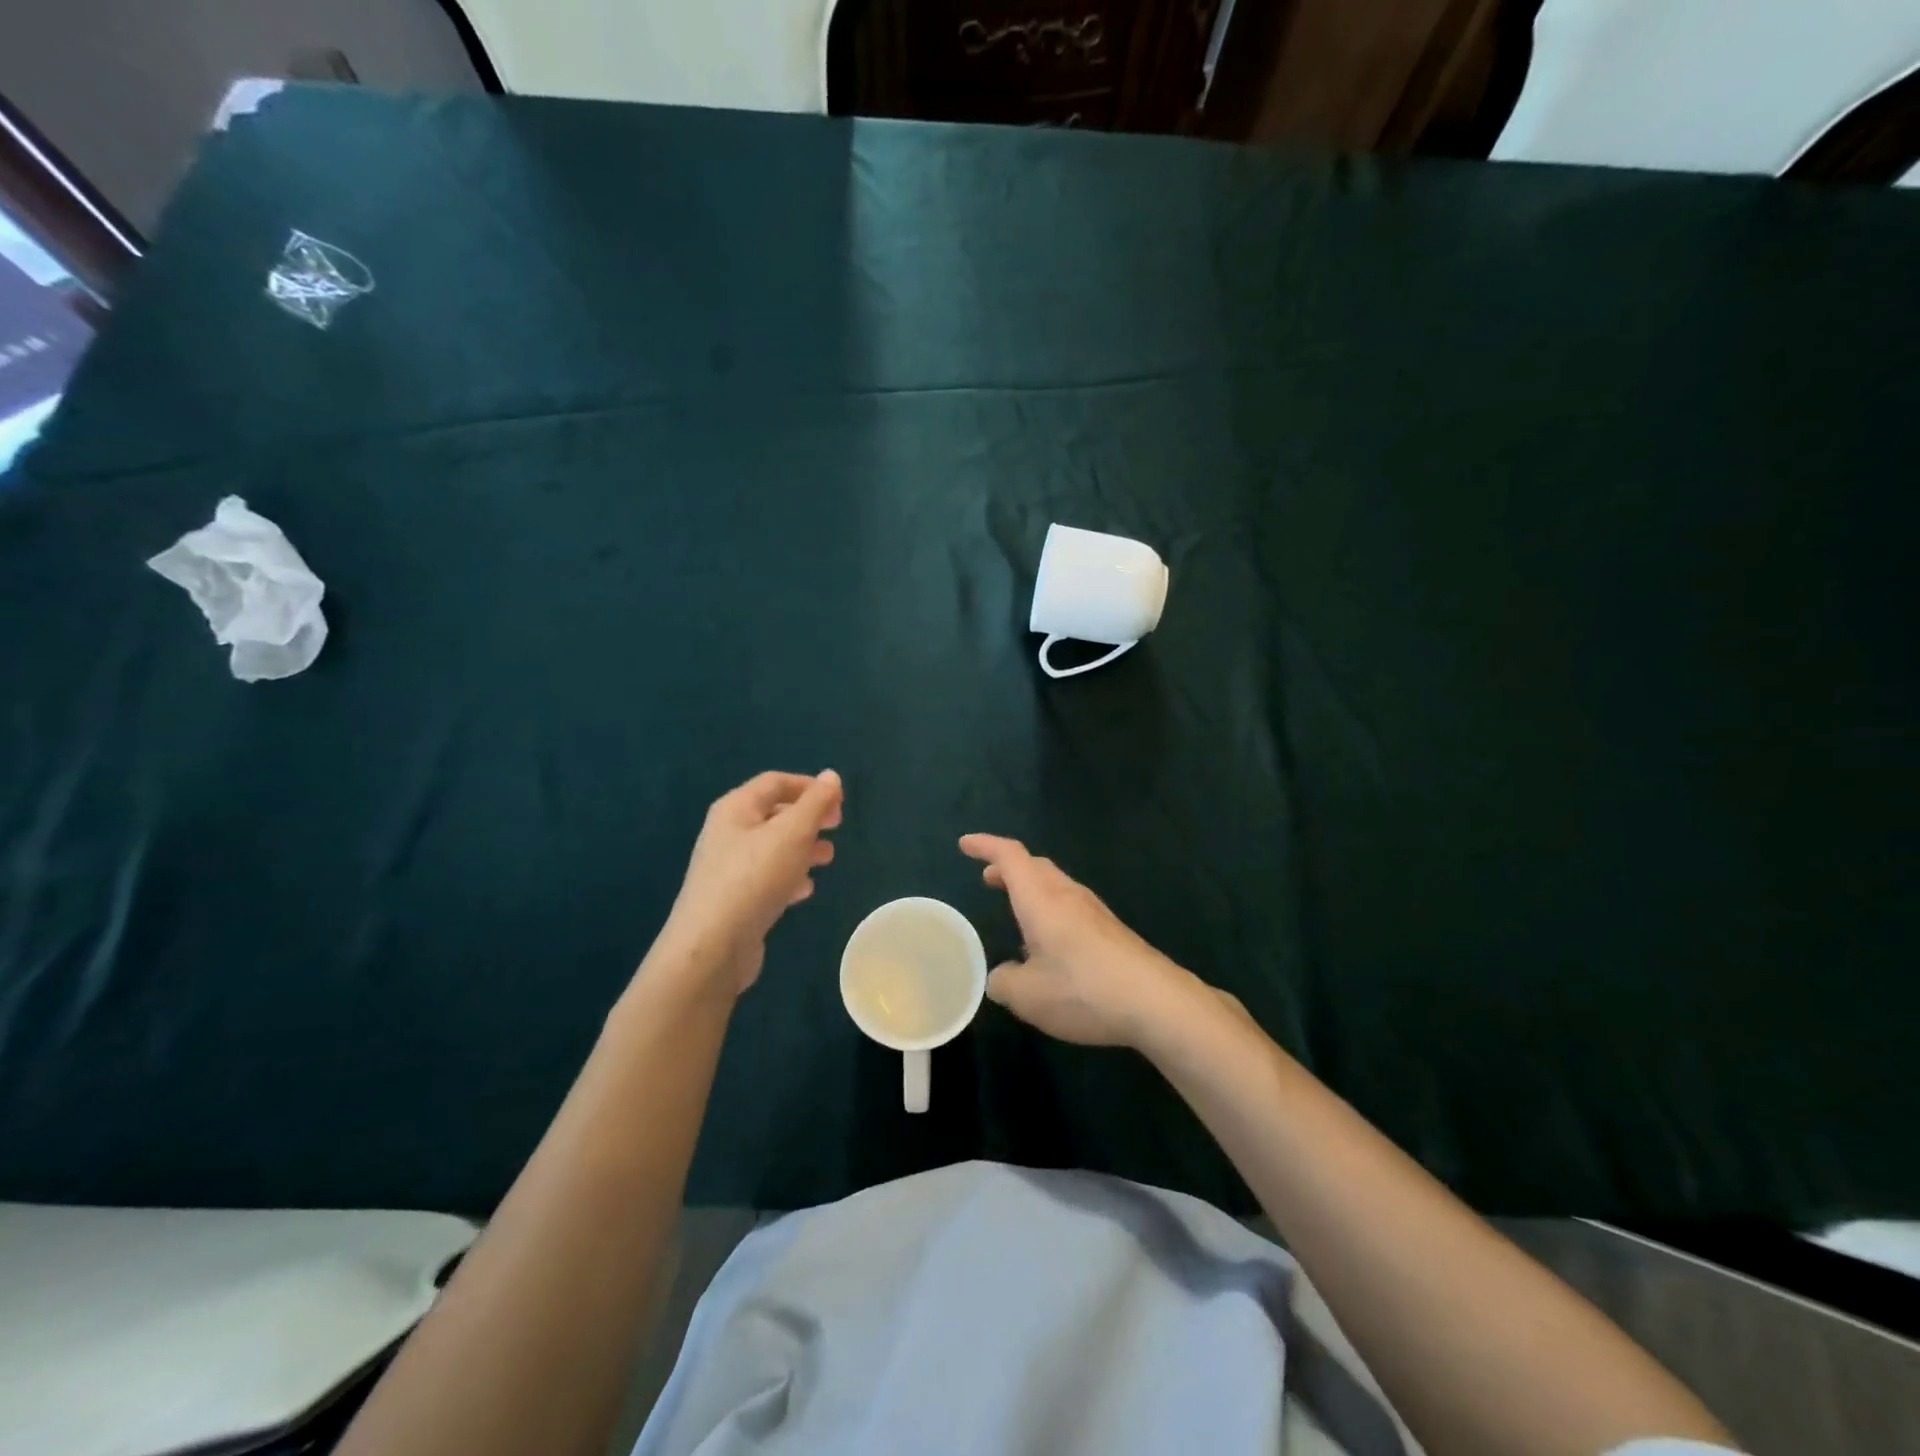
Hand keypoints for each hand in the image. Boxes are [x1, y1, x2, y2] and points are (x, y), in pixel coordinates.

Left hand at [660, 770, 842, 994]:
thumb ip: (815, 803)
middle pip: (774, 814)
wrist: (712, 947)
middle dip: (808, 818)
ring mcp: (728, 869)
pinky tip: (805, 890)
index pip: (775, 782)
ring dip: (803, 848)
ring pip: (773, 848)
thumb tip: (831, 776)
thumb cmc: (754, 878)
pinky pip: (766, 878)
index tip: (839, 801)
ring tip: (828, 859)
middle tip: (837, 827)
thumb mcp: (792, 833)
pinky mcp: (734, 900)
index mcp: (736, 809)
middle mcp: (728, 833)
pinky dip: (789, 877)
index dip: (809, 786)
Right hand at [959, 833, 1194, 1047]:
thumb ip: (1004, 982)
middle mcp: (1067, 895)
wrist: (1155, 1001)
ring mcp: (1094, 911)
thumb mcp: (1027, 995)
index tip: (965, 844)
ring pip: (1056, 885)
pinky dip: (1051, 910)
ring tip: (1016, 909)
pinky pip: (1072, 907)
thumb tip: (1000, 977)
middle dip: (1009, 868)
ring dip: (1031, 888)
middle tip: (989, 878)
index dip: (986, 846)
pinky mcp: (1112, 931)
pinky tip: (1050, 944)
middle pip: (1035, 866)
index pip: (1010, 856)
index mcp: (1041, 899)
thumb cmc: (1082, 989)